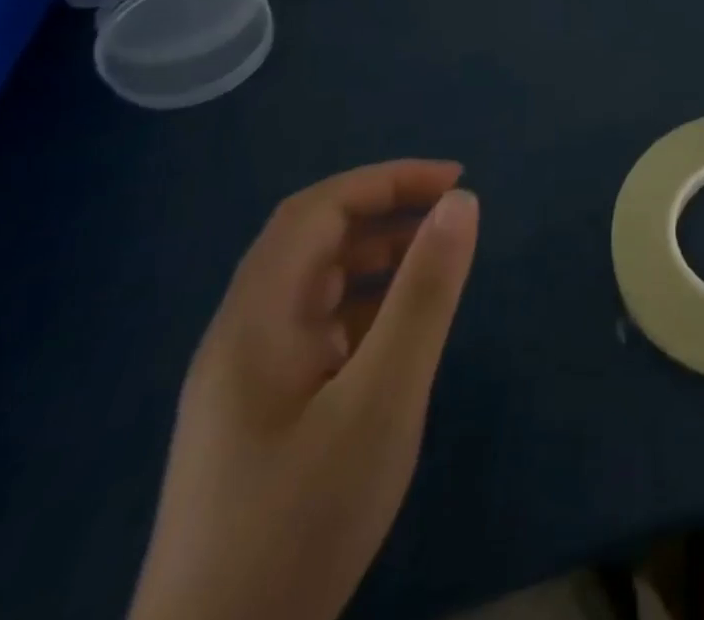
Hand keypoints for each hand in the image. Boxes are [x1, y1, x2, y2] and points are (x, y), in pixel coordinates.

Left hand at [129, 161, 479, 619]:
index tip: (455, 182)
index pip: (316, 211)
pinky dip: (365, 307)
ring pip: (314, 287)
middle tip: (452, 214)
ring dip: (375, 258)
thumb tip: (462, 203)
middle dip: (384, 211)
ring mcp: (245, 382)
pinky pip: (316, 330)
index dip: (386, 180)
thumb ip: (424, 294)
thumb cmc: (302, 521)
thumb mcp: (382, 398)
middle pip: (310, 242)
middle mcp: (241, 338)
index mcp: (256, 322)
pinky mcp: (258, 418)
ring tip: (437, 263)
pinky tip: (400, 334)